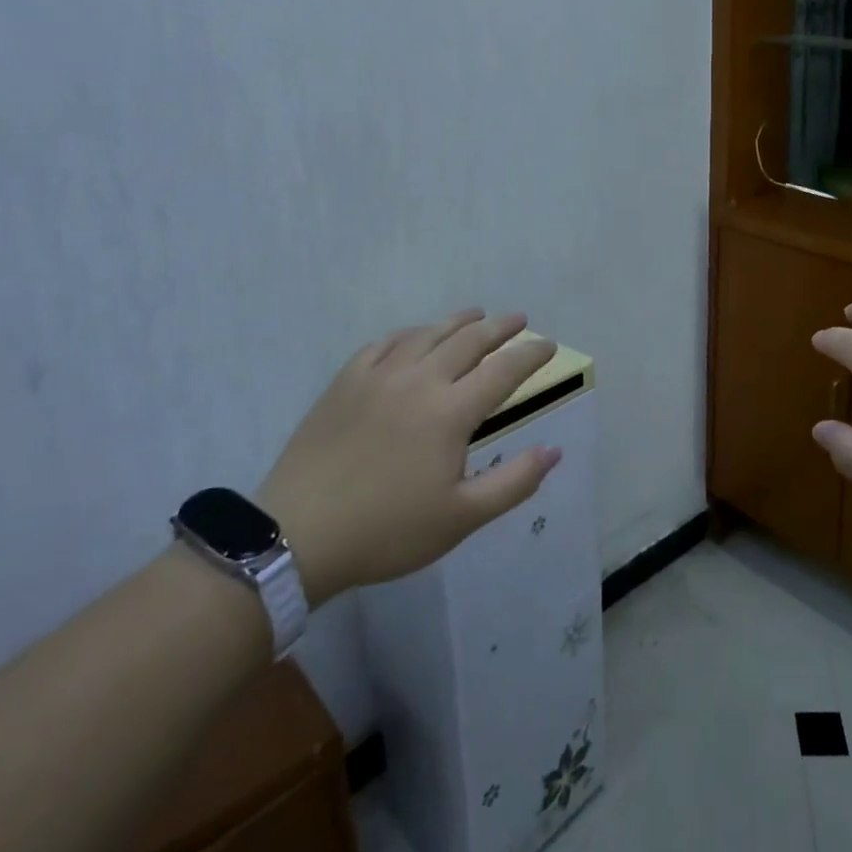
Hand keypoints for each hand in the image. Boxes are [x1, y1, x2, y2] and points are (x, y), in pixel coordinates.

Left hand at [256, 310, 562, 605]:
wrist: (297, 536)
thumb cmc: (387, 530)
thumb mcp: (461, 518)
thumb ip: (514, 482)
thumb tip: (554, 450)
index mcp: (451, 412)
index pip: (503, 370)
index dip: (530, 354)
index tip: (548, 345)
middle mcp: (420, 381)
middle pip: (469, 340)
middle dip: (500, 327)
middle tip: (519, 319)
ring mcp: (378, 377)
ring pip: (427, 334)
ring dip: (458, 321)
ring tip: (476, 314)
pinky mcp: (345, 383)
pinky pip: (383, 344)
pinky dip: (408, 333)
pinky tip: (414, 335)